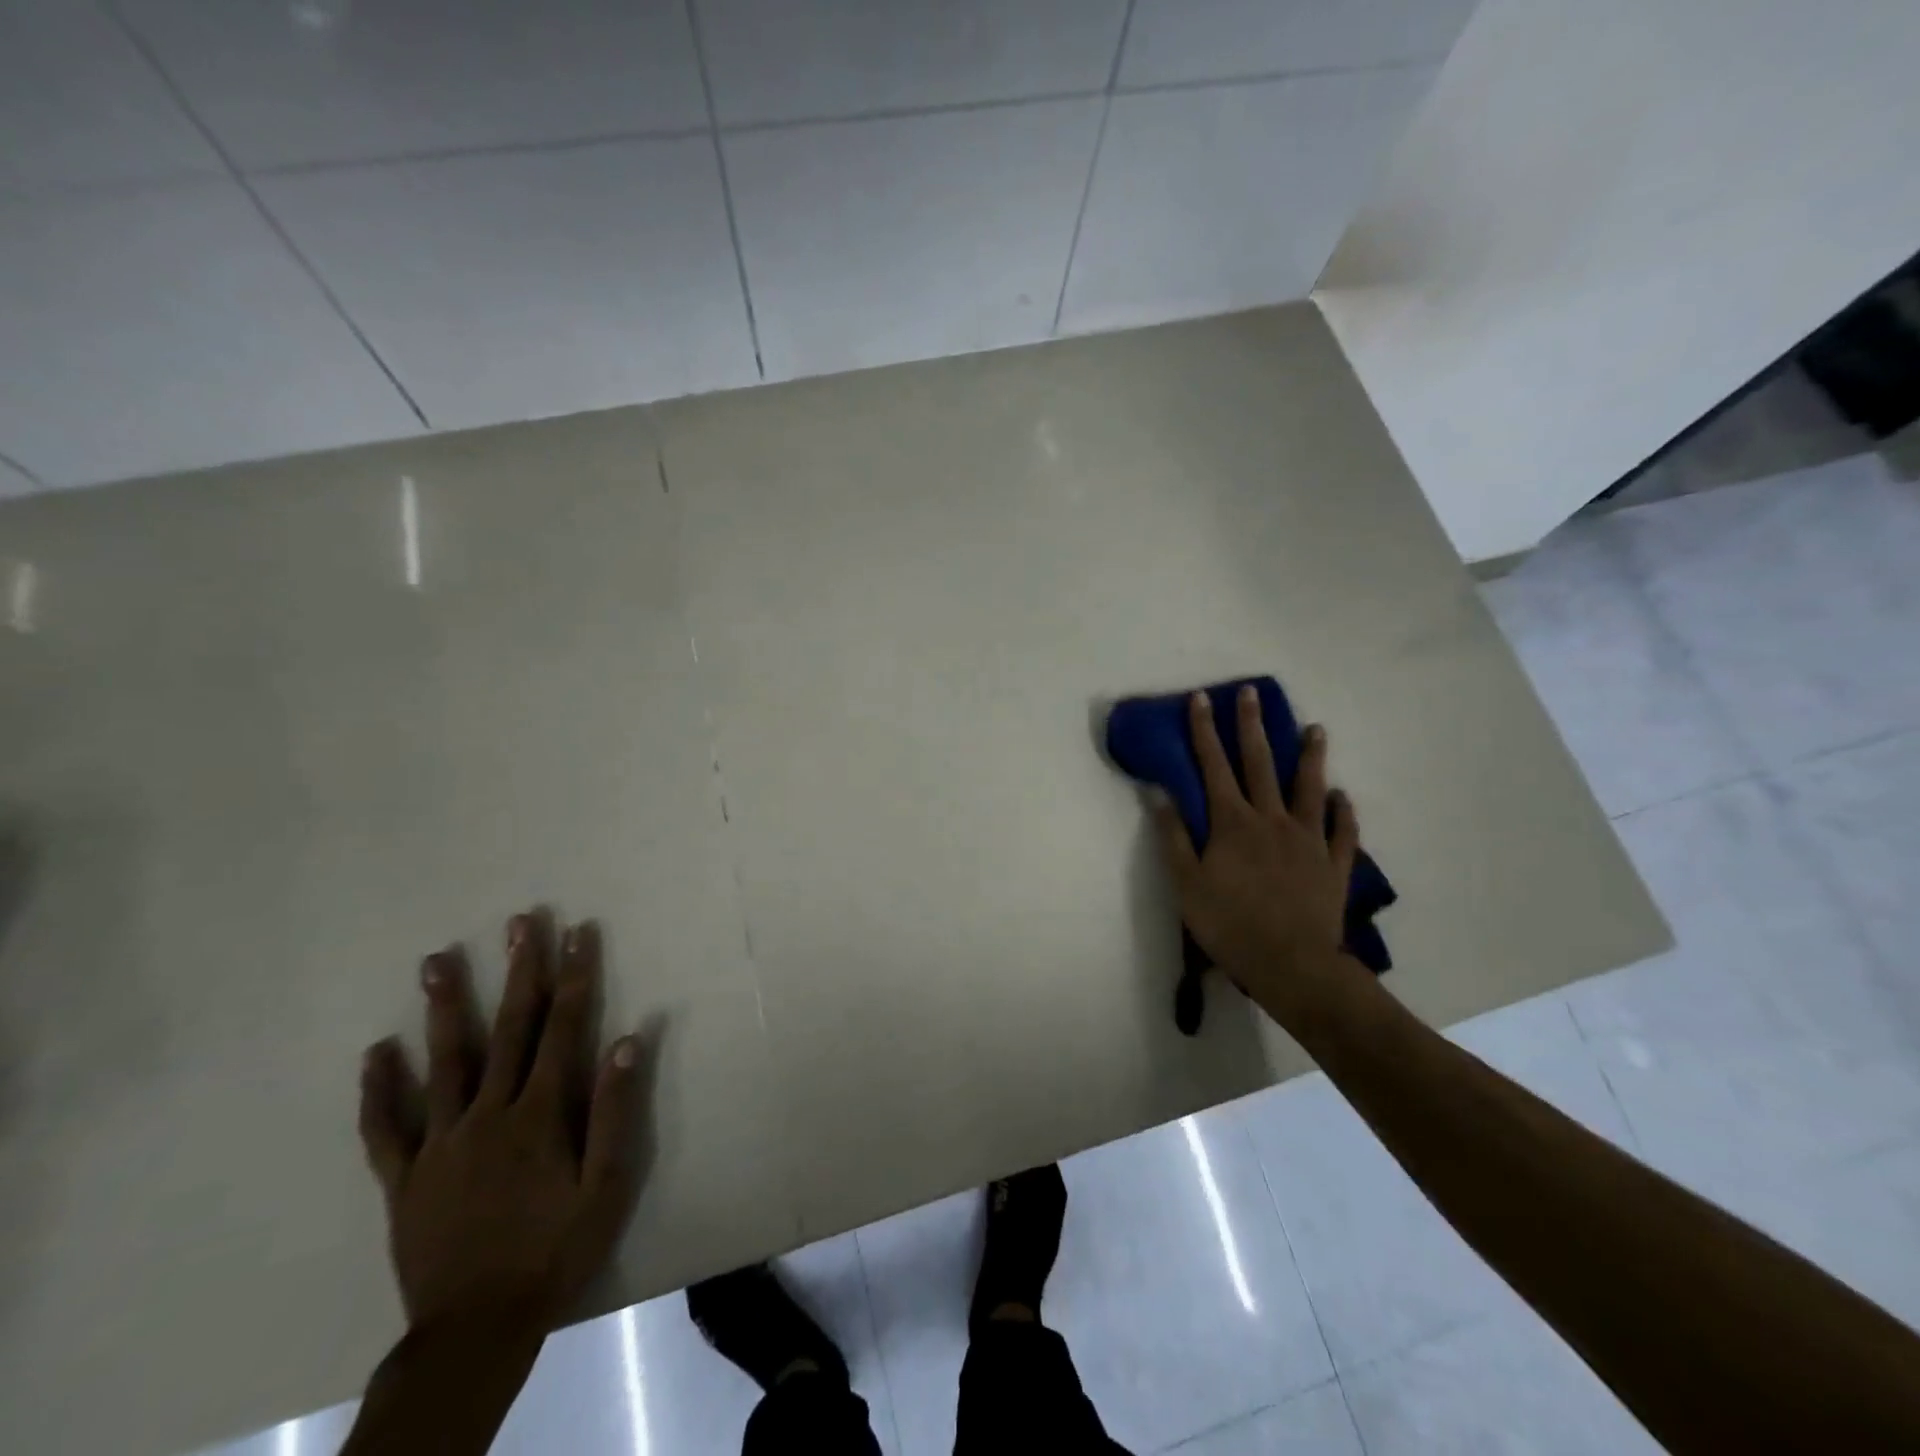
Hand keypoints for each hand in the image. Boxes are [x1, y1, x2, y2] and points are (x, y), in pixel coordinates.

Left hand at [357, 911, 646, 1340]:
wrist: (476, 1332)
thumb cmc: (555, 1252)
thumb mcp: (606, 1186)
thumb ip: (615, 1111)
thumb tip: (628, 1040)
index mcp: (539, 1115)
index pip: (563, 1028)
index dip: (574, 976)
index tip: (578, 933)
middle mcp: (487, 1114)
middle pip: (508, 1029)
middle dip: (519, 971)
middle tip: (519, 922)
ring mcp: (440, 1144)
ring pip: (443, 1062)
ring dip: (445, 1007)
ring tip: (436, 960)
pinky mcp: (404, 1179)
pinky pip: (385, 1129)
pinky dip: (379, 1090)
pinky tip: (376, 1052)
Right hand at [1151, 688, 1364, 1026]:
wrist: (1292, 965)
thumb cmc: (1230, 924)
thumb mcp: (1186, 883)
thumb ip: (1174, 836)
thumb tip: (1158, 794)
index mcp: (1232, 823)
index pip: (1214, 767)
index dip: (1205, 731)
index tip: (1200, 699)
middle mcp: (1271, 820)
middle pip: (1260, 764)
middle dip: (1252, 726)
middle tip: (1252, 694)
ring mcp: (1308, 839)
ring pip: (1310, 788)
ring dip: (1311, 757)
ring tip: (1316, 729)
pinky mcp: (1333, 864)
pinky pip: (1341, 831)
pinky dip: (1343, 811)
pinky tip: (1342, 797)